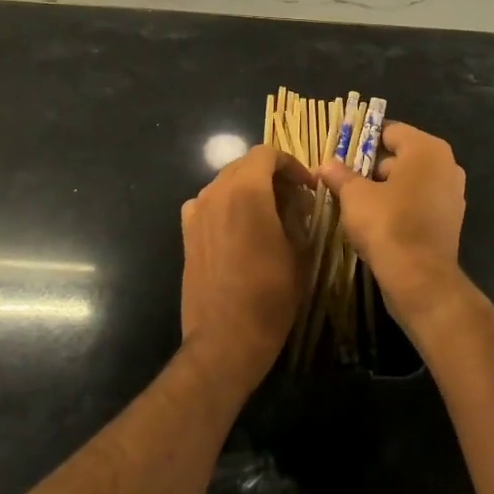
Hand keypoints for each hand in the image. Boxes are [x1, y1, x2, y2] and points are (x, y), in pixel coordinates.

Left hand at [180, 145, 309, 397]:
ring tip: (270, 216)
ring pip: (226, 183)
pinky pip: (208, 204)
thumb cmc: (270, 296)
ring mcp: (197, 212)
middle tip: (295, 202)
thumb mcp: (299, 253)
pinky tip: (240, 231)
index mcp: (246, 191)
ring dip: (249, 190)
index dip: (291, 165)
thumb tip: (298, 203)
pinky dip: (227, 207)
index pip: (267, 154)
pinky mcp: (186, 233)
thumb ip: (299, 217)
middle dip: (272, 177)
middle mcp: (216, 193)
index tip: (307, 188)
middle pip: (245, 166)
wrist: (225, 338)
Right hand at [316, 123, 469, 332]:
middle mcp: (446, 165)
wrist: (419, 278)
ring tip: (357, 202)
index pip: (390, 131)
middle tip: (345, 179)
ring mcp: (452, 194)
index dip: (363, 140)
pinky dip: (401, 207)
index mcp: (426, 149)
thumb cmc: (387, 224)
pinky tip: (378, 221)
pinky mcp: (450, 221)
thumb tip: (324, 165)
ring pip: (411, 181)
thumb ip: (339, 175)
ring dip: (386, 188)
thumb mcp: (354, 196)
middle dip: (373, 166)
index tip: (341, 154)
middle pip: (402, 156)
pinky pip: (420, 203)